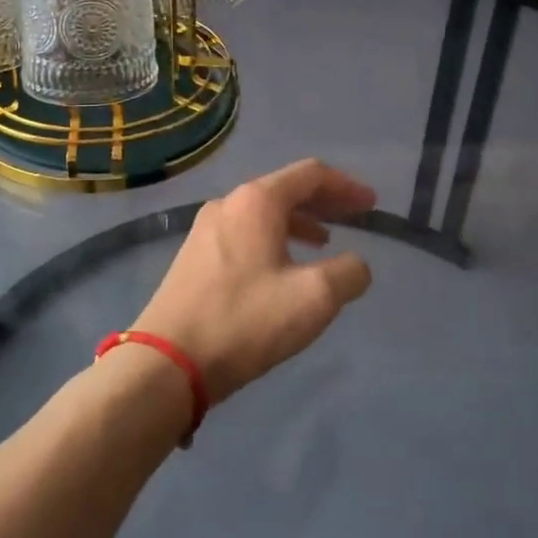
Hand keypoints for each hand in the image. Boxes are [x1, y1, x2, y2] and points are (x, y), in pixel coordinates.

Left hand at [136, 160, 376, 403]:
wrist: (166, 363)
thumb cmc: (245, 320)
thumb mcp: (314, 298)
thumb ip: (349, 273)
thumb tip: (356, 265)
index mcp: (257, 201)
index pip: (311, 174)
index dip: (346, 186)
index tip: (371, 204)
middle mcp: (228, 204)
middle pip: (286, 189)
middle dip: (324, 201)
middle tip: (354, 217)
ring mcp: (205, 230)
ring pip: (263, 213)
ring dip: (299, 222)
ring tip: (324, 243)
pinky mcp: (193, 258)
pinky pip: (245, 233)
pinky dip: (274, 239)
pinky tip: (282, 268)